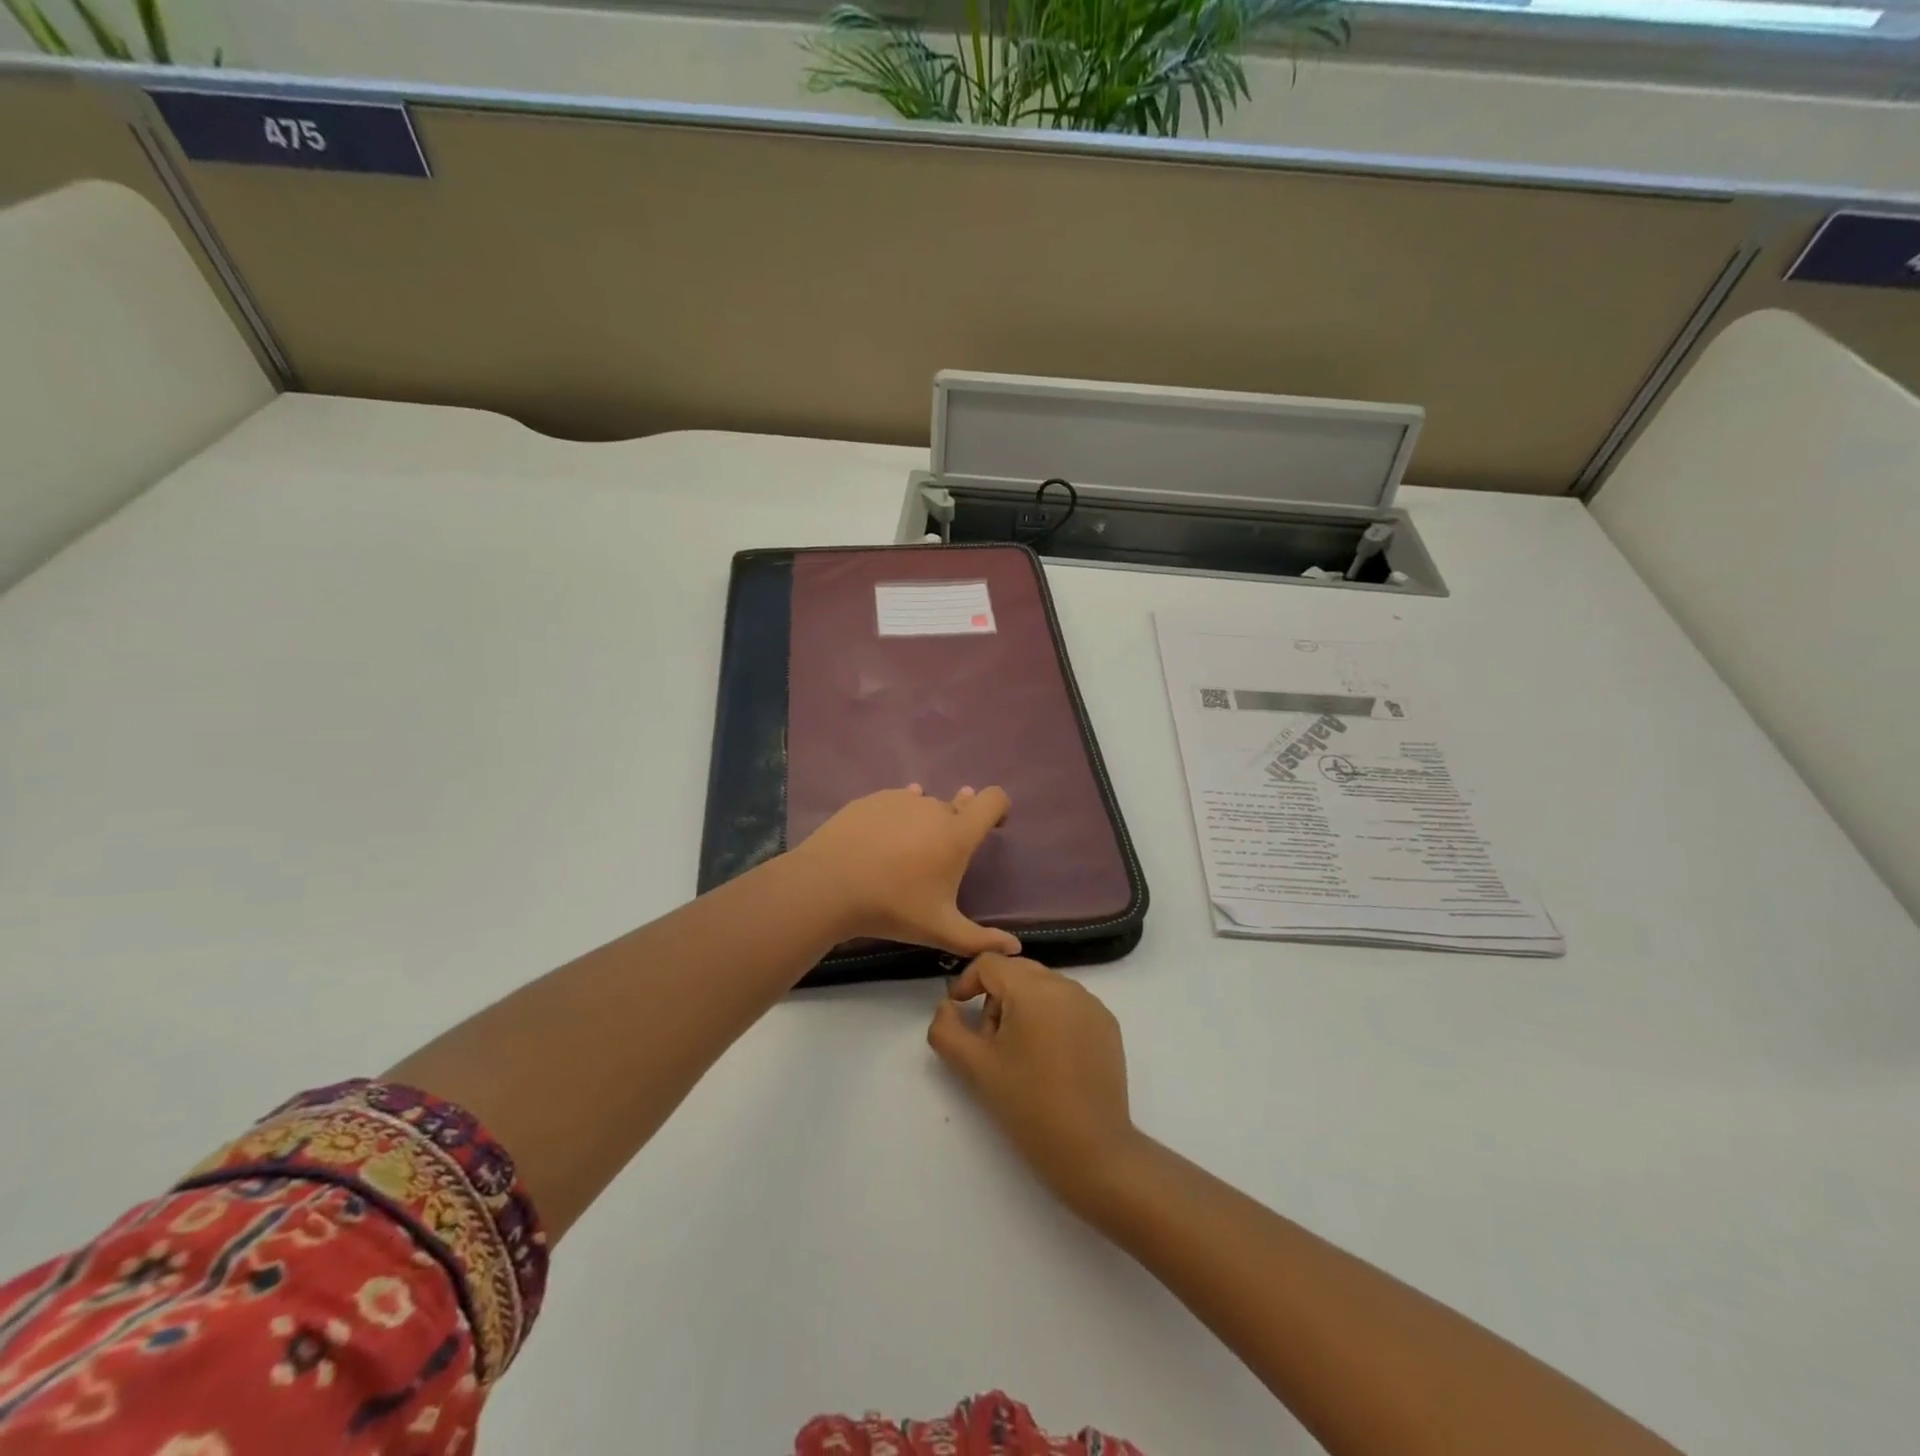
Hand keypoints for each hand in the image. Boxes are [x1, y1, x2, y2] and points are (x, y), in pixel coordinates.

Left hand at [789, 785, 1021, 958]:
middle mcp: (933, 807)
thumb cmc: (892, 907)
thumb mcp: (939, 930)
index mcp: (957, 834)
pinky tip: (882, 839)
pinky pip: (895, 801)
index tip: (994, 828)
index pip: (993, 800)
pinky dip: (897, 817)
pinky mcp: (871, 800)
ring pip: (924, 804)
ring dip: (925, 820)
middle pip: (957, 806)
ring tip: (908, 851)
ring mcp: (899, 799)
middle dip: (956, 826)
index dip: (999, 808)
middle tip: (940, 857)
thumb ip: (980, 940)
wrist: (828, 886)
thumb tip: (1014, 949)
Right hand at [928, 954, 1139, 1210]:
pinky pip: (1068, 1004)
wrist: (1092, 1151)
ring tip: (1019, 1054)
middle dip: (995, 996)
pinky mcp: (1107, 1024)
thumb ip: (946, 1029)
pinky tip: (1049, 1059)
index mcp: (1033, 989)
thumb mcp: (974, 1067)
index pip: (989, 963)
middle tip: (989, 1041)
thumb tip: (947, 1006)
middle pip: (1017, 971)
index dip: (966, 982)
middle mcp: (1066, 985)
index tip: (959, 1013)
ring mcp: (1092, 1003)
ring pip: (1043, 986)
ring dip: (1022, 1006)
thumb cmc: (1028, 1106)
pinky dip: (1050, 1017)